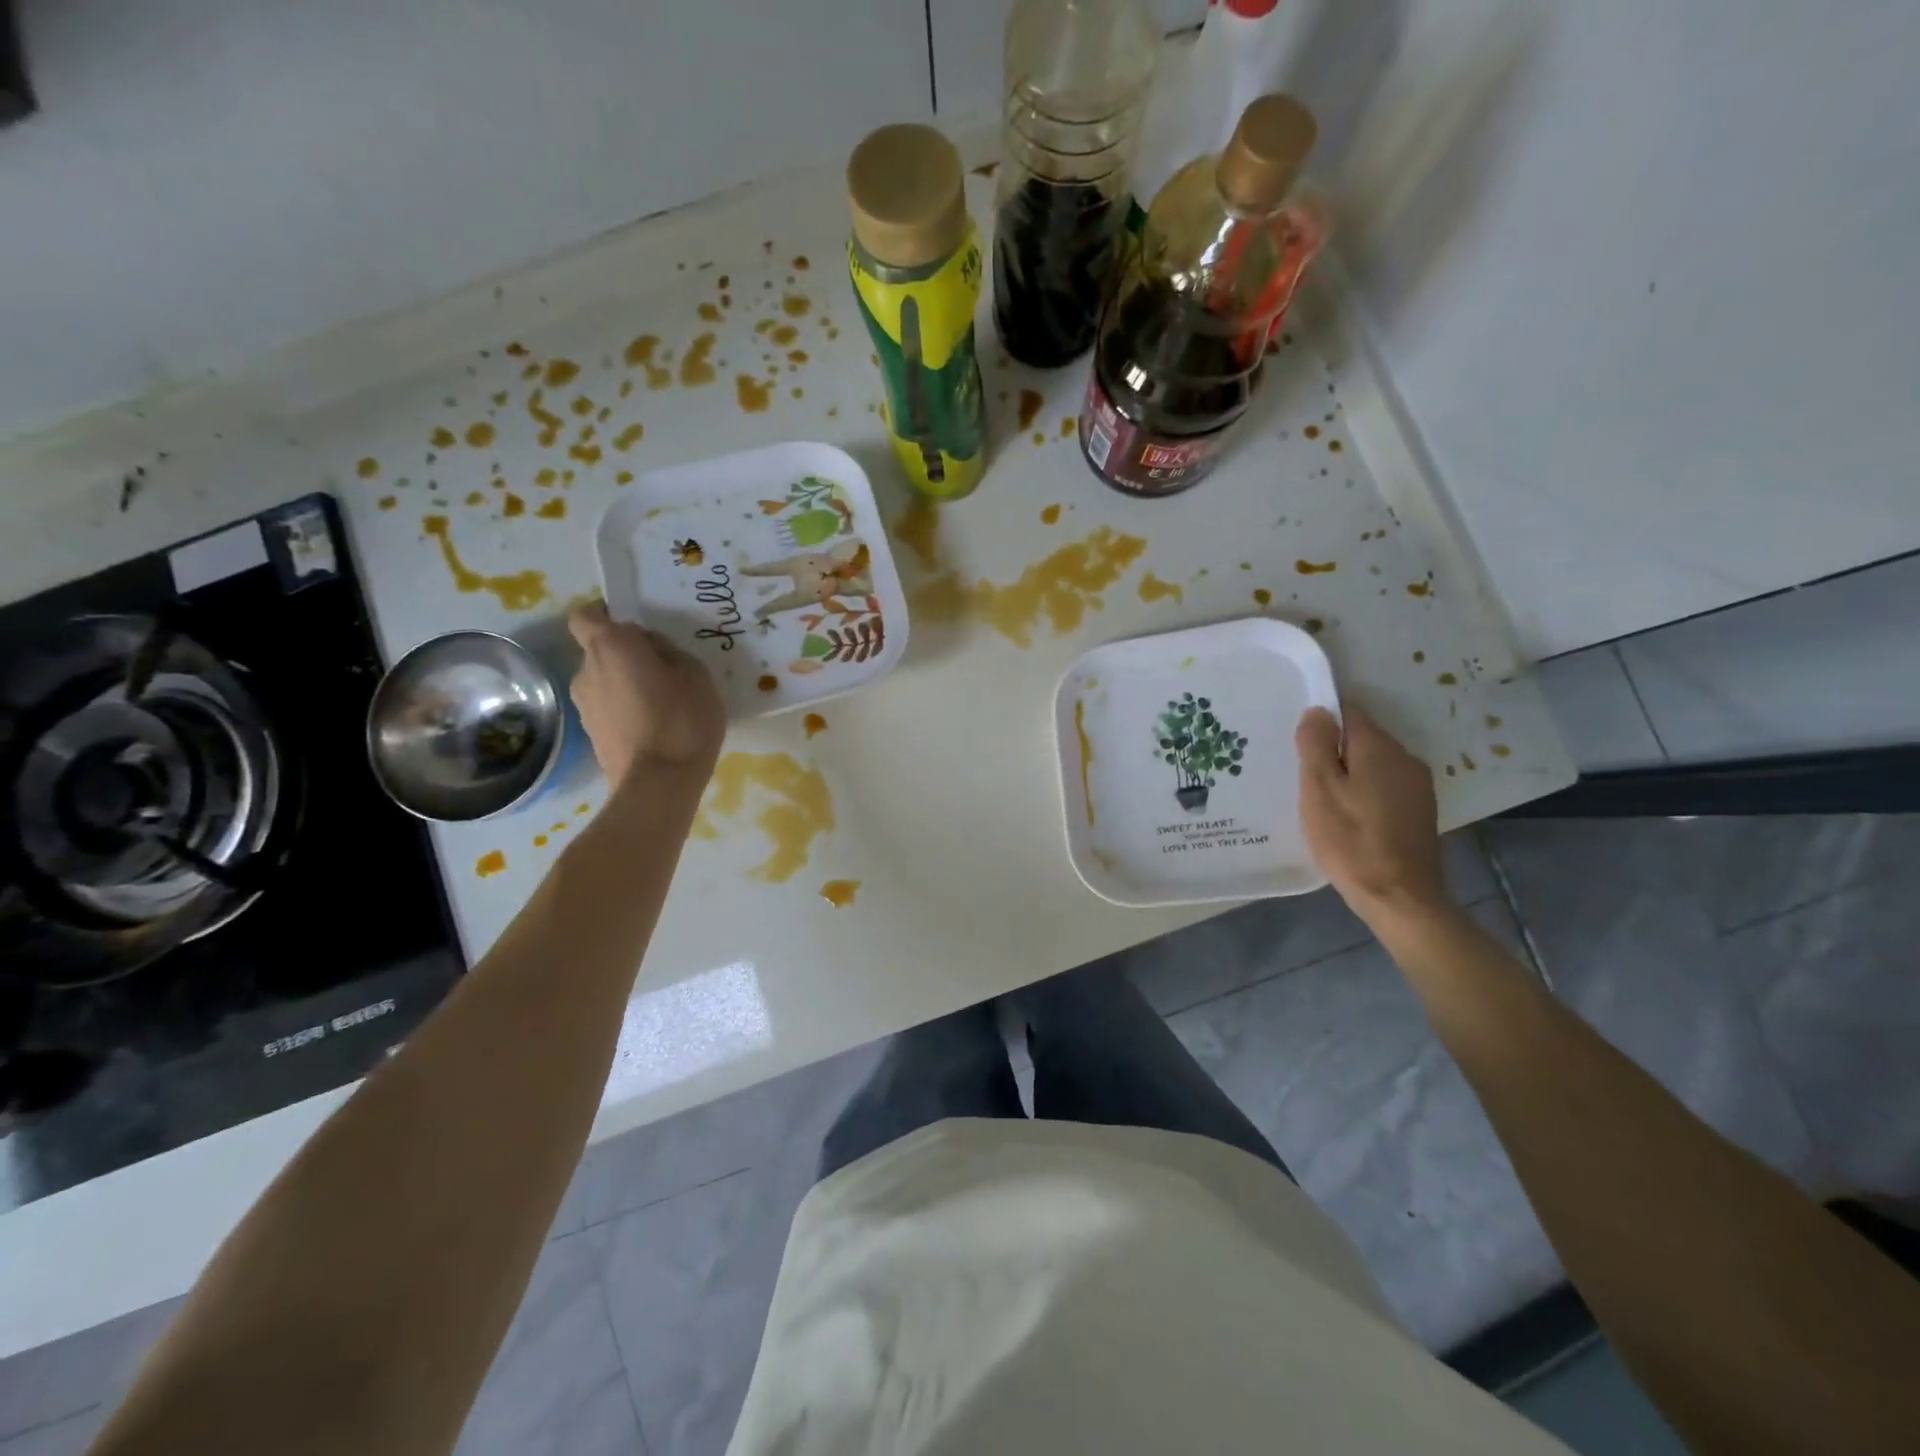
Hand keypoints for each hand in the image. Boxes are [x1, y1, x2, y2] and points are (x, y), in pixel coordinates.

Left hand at [567, 604, 724, 782]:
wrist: (658, 785)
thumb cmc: (683, 720)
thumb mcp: (697, 674)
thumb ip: (671, 653)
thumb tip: (654, 652)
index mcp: (610, 646)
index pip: (586, 615)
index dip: (607, 615)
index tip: (637, 628)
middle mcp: (586, 670)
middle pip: (601, 650)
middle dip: (627, 655)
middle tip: (665, 670)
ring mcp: (584, 705)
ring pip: (606, 682)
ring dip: (628, 685)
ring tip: (664, 704)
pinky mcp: (591, 735)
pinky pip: (610, 709)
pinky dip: (627, 711)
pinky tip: (657, 727)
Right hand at [1296, 704, 1449, 929]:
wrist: (1400, 897)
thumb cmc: (1350, 840)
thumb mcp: (1319, 790)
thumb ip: (1316, 746)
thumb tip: (1318, 710)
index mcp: (1379, 747)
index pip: (1348, 712)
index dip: (1321, 721)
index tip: (1299, 742)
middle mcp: (1405, 757)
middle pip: (1361, 738)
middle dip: (1333, 750)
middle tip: (1303, 776)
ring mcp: (1417, 785)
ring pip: (1373, 763)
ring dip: (1349, 773)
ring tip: (1322, 799)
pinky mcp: (1420, 810)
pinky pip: (1385, 786)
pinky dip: (1364, 792)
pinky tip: (1348, 816)